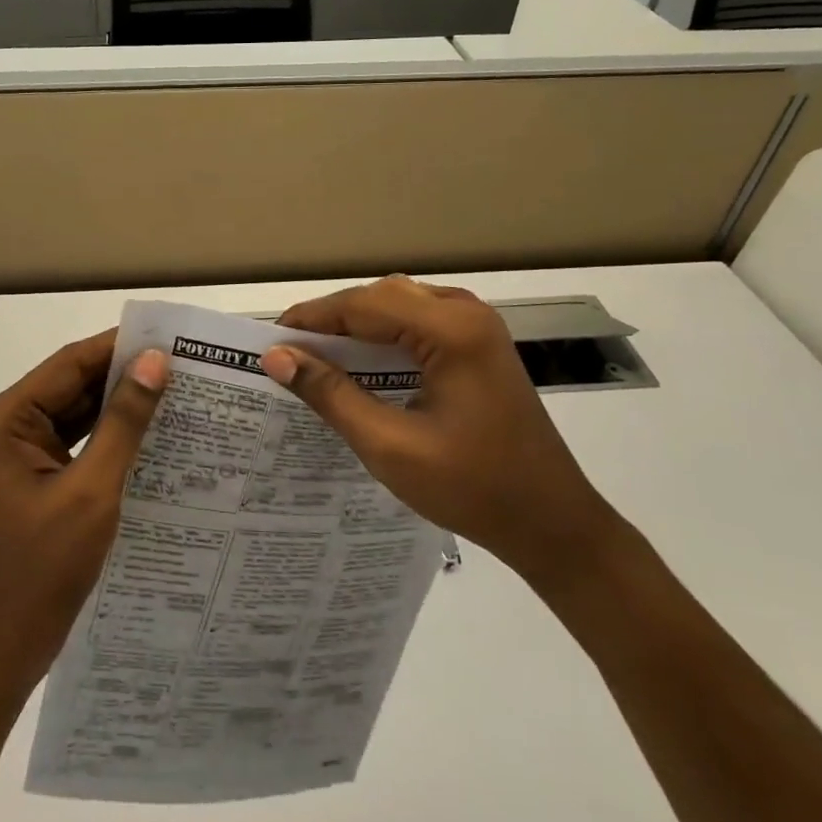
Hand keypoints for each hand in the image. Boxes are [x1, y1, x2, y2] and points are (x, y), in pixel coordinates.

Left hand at [0, 332, 169, 707]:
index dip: (119, 348)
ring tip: (177, 395)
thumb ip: (123, 423)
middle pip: (70, 387)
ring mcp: (15, 456)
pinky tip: (151, 436)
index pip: (68, 364)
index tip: (171, 339)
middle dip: (123, 378)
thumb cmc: (39, 572)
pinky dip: (107, 440)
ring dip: (119, 408)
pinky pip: (73, 445)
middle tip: (185, 368)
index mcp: (3, 420)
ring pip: (75, 415)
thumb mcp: (91, 492)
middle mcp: (4, 428)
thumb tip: (154, 362)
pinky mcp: (30, 481)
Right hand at [260, 276, 611, 580]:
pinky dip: (383, 336)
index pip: (363, 306)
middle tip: (291, 352)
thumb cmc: (472, 488)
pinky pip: (418, 323)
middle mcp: (466, 313)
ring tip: (317, 356)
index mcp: (451, 330)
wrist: (552, 524)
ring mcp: (477, 327)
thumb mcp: (389, 445)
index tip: (269, 341)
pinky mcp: (479, 346)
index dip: (312, 319)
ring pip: (399, 305)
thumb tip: (277, 357)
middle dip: (333, 321)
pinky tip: (361, 364)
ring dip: (357, 326)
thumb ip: (331, 394)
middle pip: (381, 297)